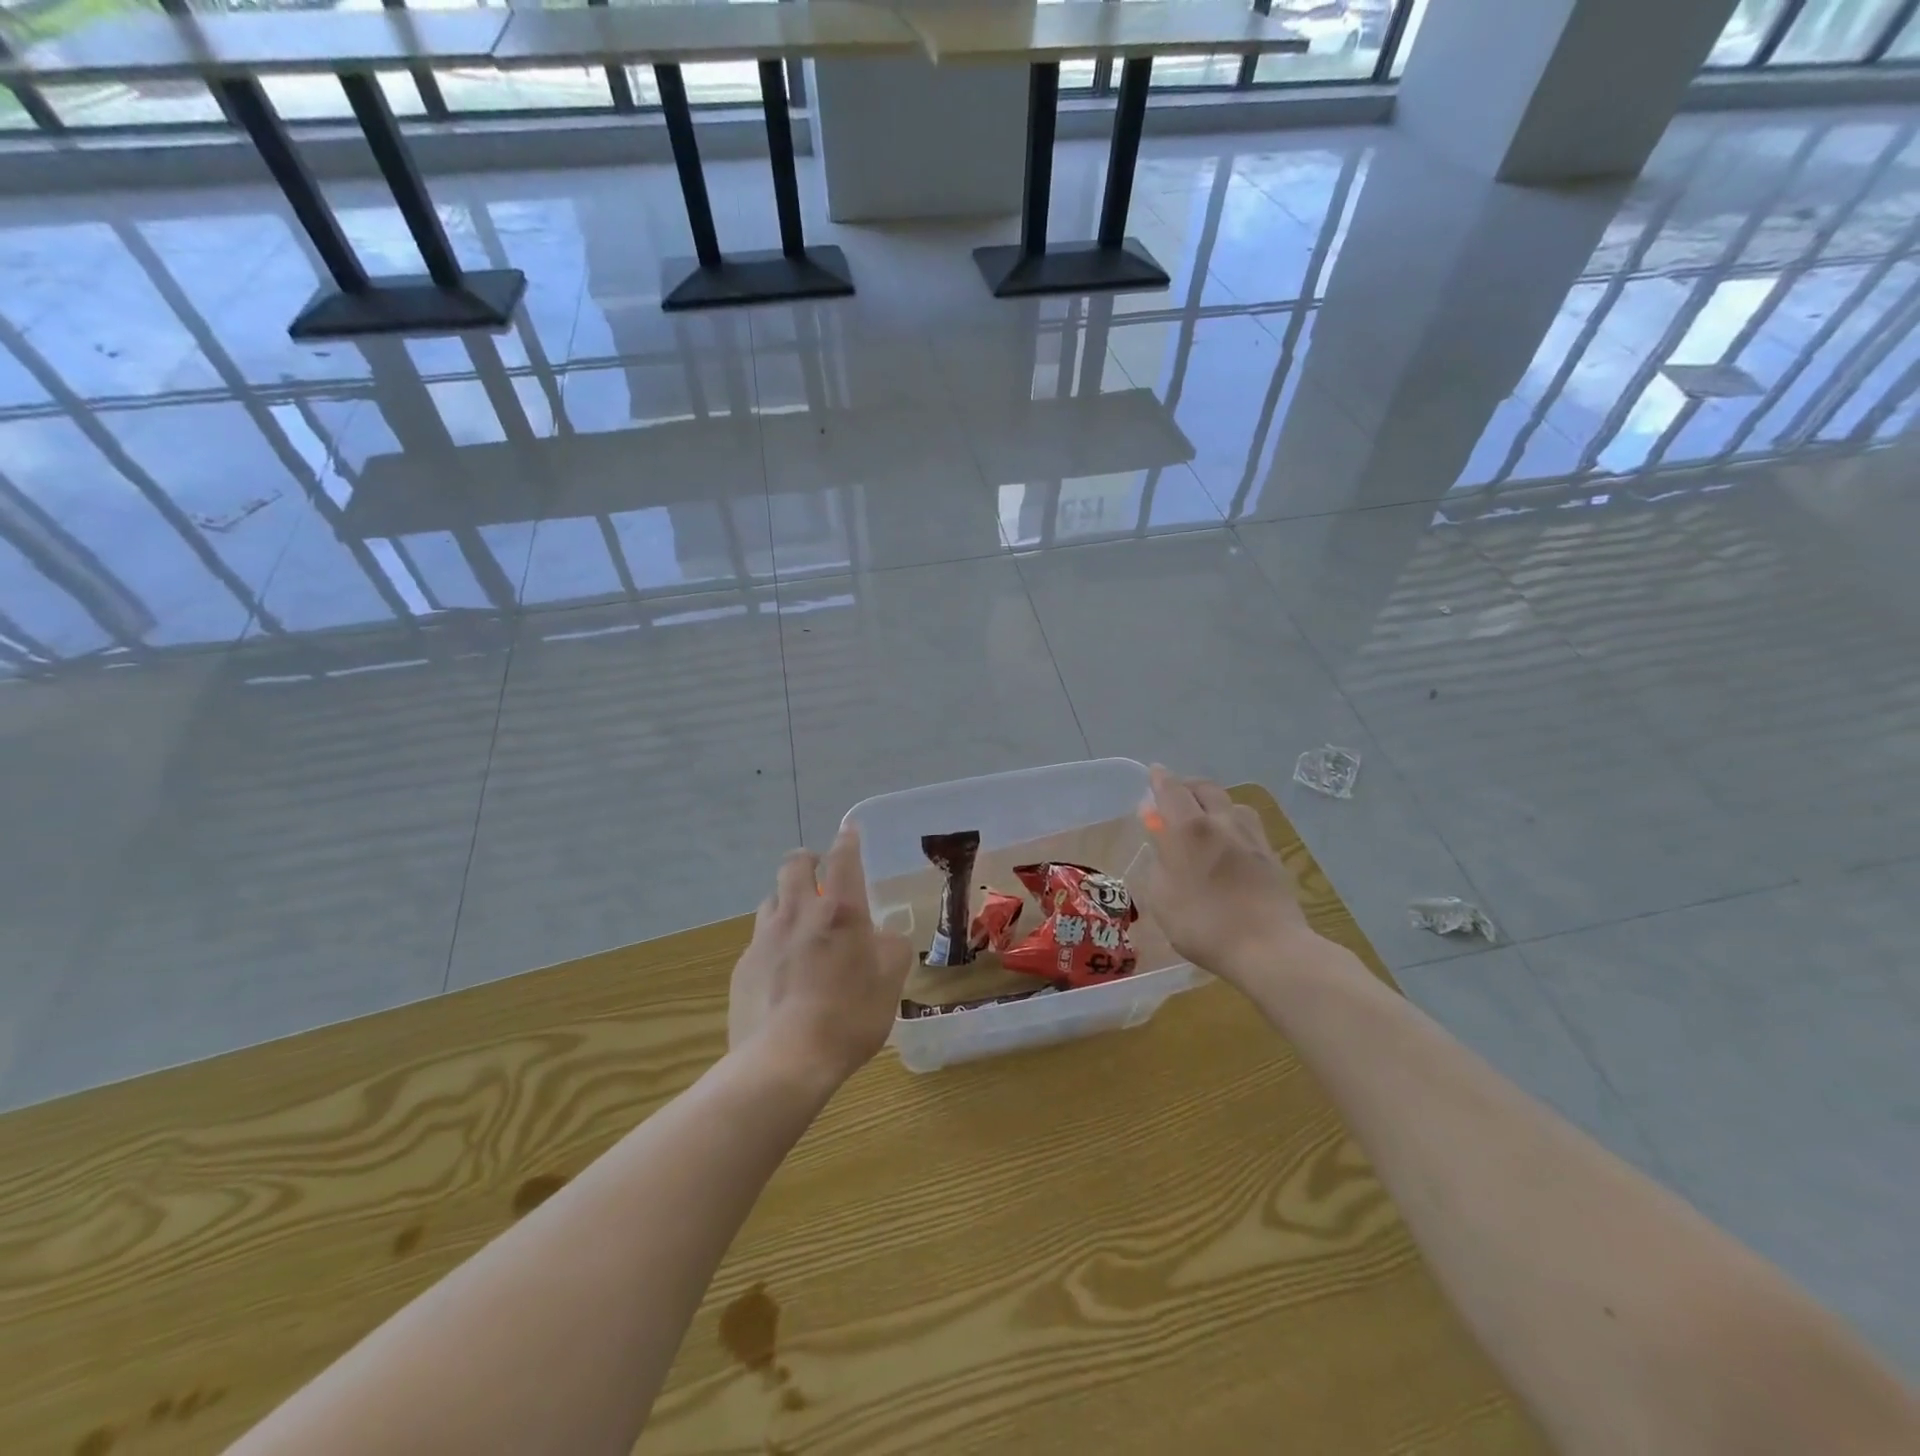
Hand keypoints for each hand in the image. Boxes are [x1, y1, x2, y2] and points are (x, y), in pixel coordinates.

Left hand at [729, 827, 913, 1087]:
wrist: (785, 1061)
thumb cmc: (849, 1016)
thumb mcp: (890, 982)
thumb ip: (892, 949)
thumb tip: (885, 936)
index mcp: (840, 910)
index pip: (843, 858)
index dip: (848, 841)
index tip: (849, 831)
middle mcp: (798, 912)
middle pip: (795, 864)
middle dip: (807, 861)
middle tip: (819, 874)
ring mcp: (765, 937)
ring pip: (772, 899)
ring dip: (786, 900)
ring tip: (799, 921)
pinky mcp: (743, 966)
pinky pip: (759, 939)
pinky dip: (772, 941)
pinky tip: (781, 967)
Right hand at [1140, 766, 1313, 986]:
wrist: (1269, 948)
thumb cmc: (1203, 924)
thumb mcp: (1162, 898)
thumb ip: (1159, 863)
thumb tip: (1162, 843)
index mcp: (1189, 829)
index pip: (1171, 789)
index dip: (1159, 779)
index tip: (1153, 773)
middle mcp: (1222, 822)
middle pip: (1205, 788)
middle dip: (1186, 786)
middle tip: (1174, 797)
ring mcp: (1252, 837)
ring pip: (1231, 803)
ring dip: (1214, 803)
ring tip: (1205, 819)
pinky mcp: (1271, 855)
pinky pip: (1248, 825)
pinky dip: (1232, 823)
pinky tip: (1230, 842)